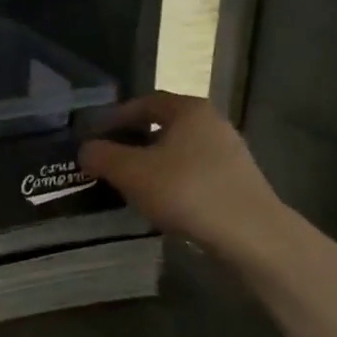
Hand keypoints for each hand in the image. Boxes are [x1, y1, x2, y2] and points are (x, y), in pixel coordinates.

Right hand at [79, 93, 280, 258]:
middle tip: (109, 161)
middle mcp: (212, 122)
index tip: (95, 136)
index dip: (115, 117)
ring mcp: (229, 152)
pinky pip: (194, 173)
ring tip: (130, 185)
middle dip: (133, 142)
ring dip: (153, 164)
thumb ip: (102, 156)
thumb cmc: (186, 191)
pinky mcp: (237, 181)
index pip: (145, 102)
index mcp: (189, 109)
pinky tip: (161, 203)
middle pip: (163, 126)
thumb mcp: (132, 172)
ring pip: (179, 151)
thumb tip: (86, 149)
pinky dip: (173, 181)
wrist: (251, 233)